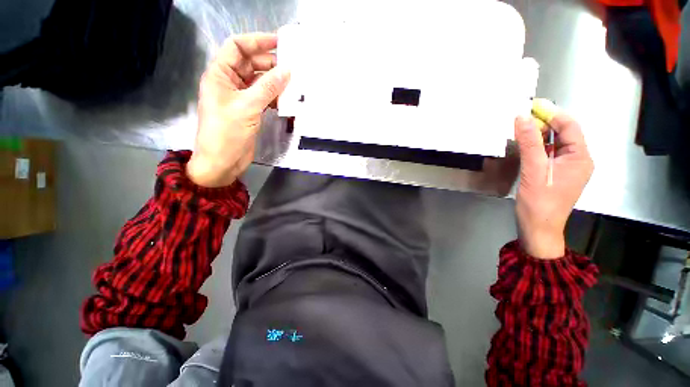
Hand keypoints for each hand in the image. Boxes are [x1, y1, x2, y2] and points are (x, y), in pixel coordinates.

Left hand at [187, 33, 289, 186]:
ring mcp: (240, 98)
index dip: (257, 41)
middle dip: (270, 63)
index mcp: (220, 74)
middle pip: (251, 64)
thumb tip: (287, 71)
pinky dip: (275, 97)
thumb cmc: (227, 133)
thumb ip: (267, 88)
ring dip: (275, 82)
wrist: (222, 162)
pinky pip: (264, 98)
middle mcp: (229, 83)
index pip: (237, 47)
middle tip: (292, 67)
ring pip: (259, 82)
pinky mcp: (249, 112)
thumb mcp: (247, 107)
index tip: (279, 42)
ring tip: (294, 83)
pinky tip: (286, 100)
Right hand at [514, 112, 593, 258]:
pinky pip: (549, 154)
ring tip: (520, 129)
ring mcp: (568, 168)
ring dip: (539, 135)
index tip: (531, 106)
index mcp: (580, 157)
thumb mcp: (534, 170)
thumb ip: (530, 143)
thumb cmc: (539, 202)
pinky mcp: (557, 174)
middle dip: (544, 123)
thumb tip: (522, 117)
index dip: (552, 114)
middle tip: (522, 118)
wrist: (538, 227)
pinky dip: (537, 147)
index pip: (570, 126)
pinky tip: (524, 145)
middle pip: (564, 133)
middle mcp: (579, 160)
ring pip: (555, 143)